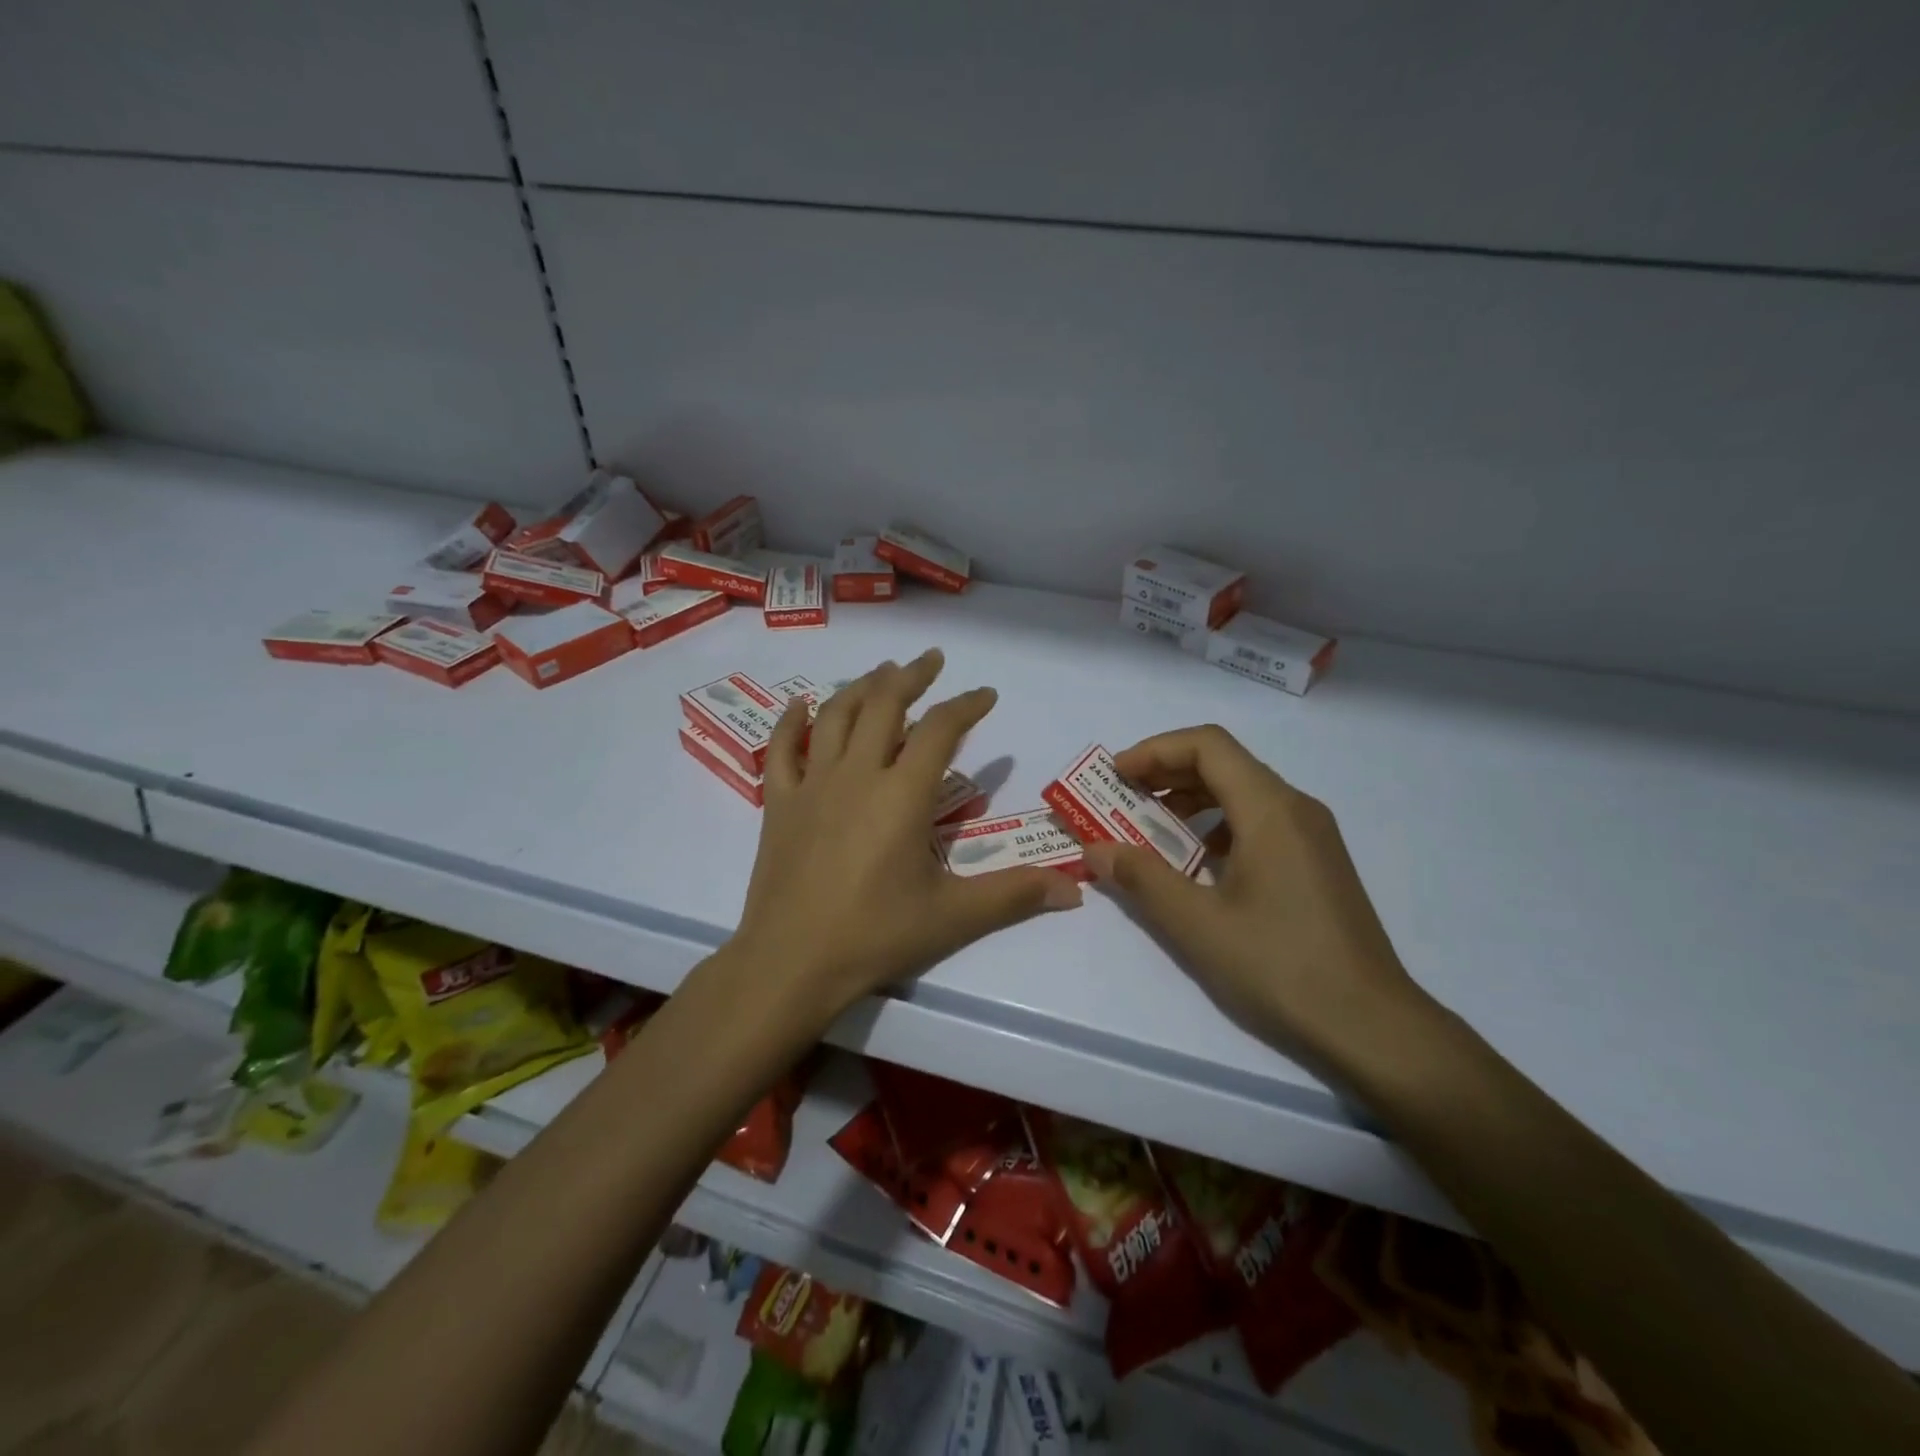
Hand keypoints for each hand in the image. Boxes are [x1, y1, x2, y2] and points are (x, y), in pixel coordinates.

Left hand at [732, 649, 1082, 1022]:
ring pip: (835, 716)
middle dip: (911, 676)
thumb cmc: (875, 936)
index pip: (941, 730)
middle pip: (884, 704)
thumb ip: (1014, 895)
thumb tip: (1074, 889)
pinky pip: (781, 750)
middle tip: (931, 659)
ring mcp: (813, 785)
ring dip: (860, 687)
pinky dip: (790, 722)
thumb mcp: (953, 916)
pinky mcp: (779, 805)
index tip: (986, 694)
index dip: (966, 705)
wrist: (791, 963)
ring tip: (881, 673)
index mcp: (902, 794)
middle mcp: (857, 774)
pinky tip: (799, 705)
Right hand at [1081, 724, 1430, 1071]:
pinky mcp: (1317, 862)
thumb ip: (1141, 878)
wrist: (1372, 1026)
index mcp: (1271, 810)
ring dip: (1190, 799)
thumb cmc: (1281, 967)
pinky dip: (1217, 825)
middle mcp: (1296, 808)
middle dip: (1166, 772)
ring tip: (1149, 828)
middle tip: (1120, 798)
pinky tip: (1195, 862)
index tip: (1115, 776)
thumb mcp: (1197, 924)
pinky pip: (1259, 821)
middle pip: (1224, 762)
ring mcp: (1312, 835)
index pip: (1207, 745)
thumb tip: (1095, 849)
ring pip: (1242, 791)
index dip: (1155, 751)